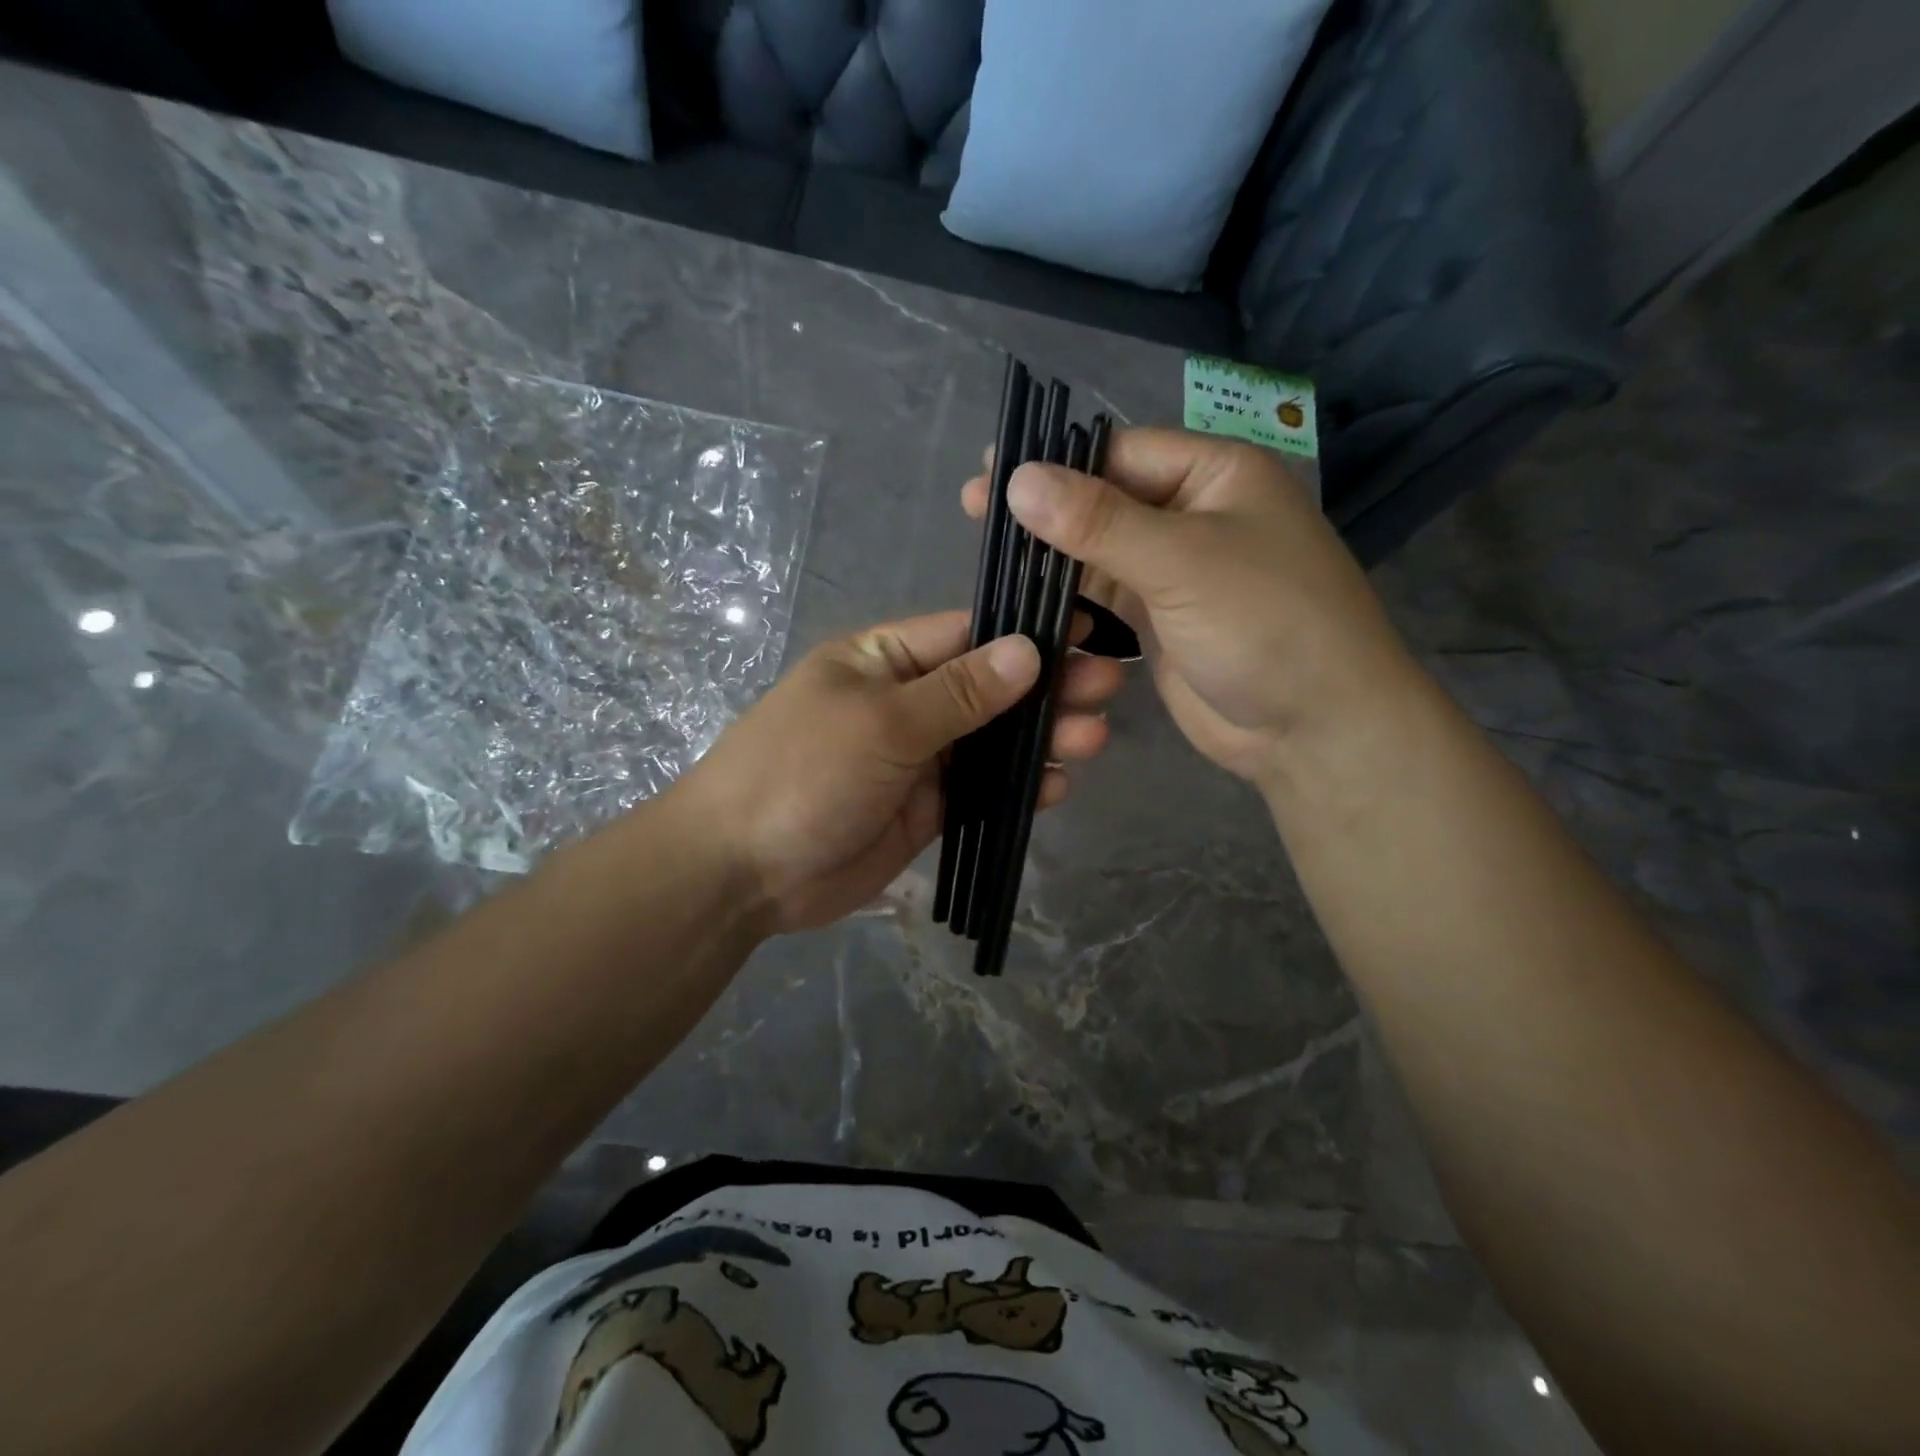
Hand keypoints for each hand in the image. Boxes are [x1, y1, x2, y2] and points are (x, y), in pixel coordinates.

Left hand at [675, 611, 1123, 932]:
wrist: (744, 870)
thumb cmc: (803, 772)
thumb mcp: (882, 722)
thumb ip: (960, 691)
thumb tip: (1028, 650)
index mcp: (885, 659)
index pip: (968, 632)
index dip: (1026, 630)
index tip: (1086, 628)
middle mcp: (907, 701)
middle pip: (990, 686)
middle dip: (1047, 686)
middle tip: (1108, 685)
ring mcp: (918, 757)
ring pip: (993, 740)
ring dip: (1040, 737)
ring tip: (1093, 737)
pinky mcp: (926, 807)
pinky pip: (981, 789)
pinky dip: (1018, 787)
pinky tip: (1056, 786)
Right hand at [964, 430, 1419, 789]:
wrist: (1312, 728)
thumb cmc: (1265, 623)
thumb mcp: (1182, 561)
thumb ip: (1098, 521)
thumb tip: (1017, 479)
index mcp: (1214, 474)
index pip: (1119, 452)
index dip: (1053, 464)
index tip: (988, 478)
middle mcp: (1193, 514)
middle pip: (1104, 500)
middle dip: (1045, 510)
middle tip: (974, 514)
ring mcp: (1176, 570)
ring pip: (1100, 550)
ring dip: (1053, 555)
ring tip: (991, 557)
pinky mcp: (1160, 620)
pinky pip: (1105, 596)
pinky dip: (1070, 597)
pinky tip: (1027, 597)